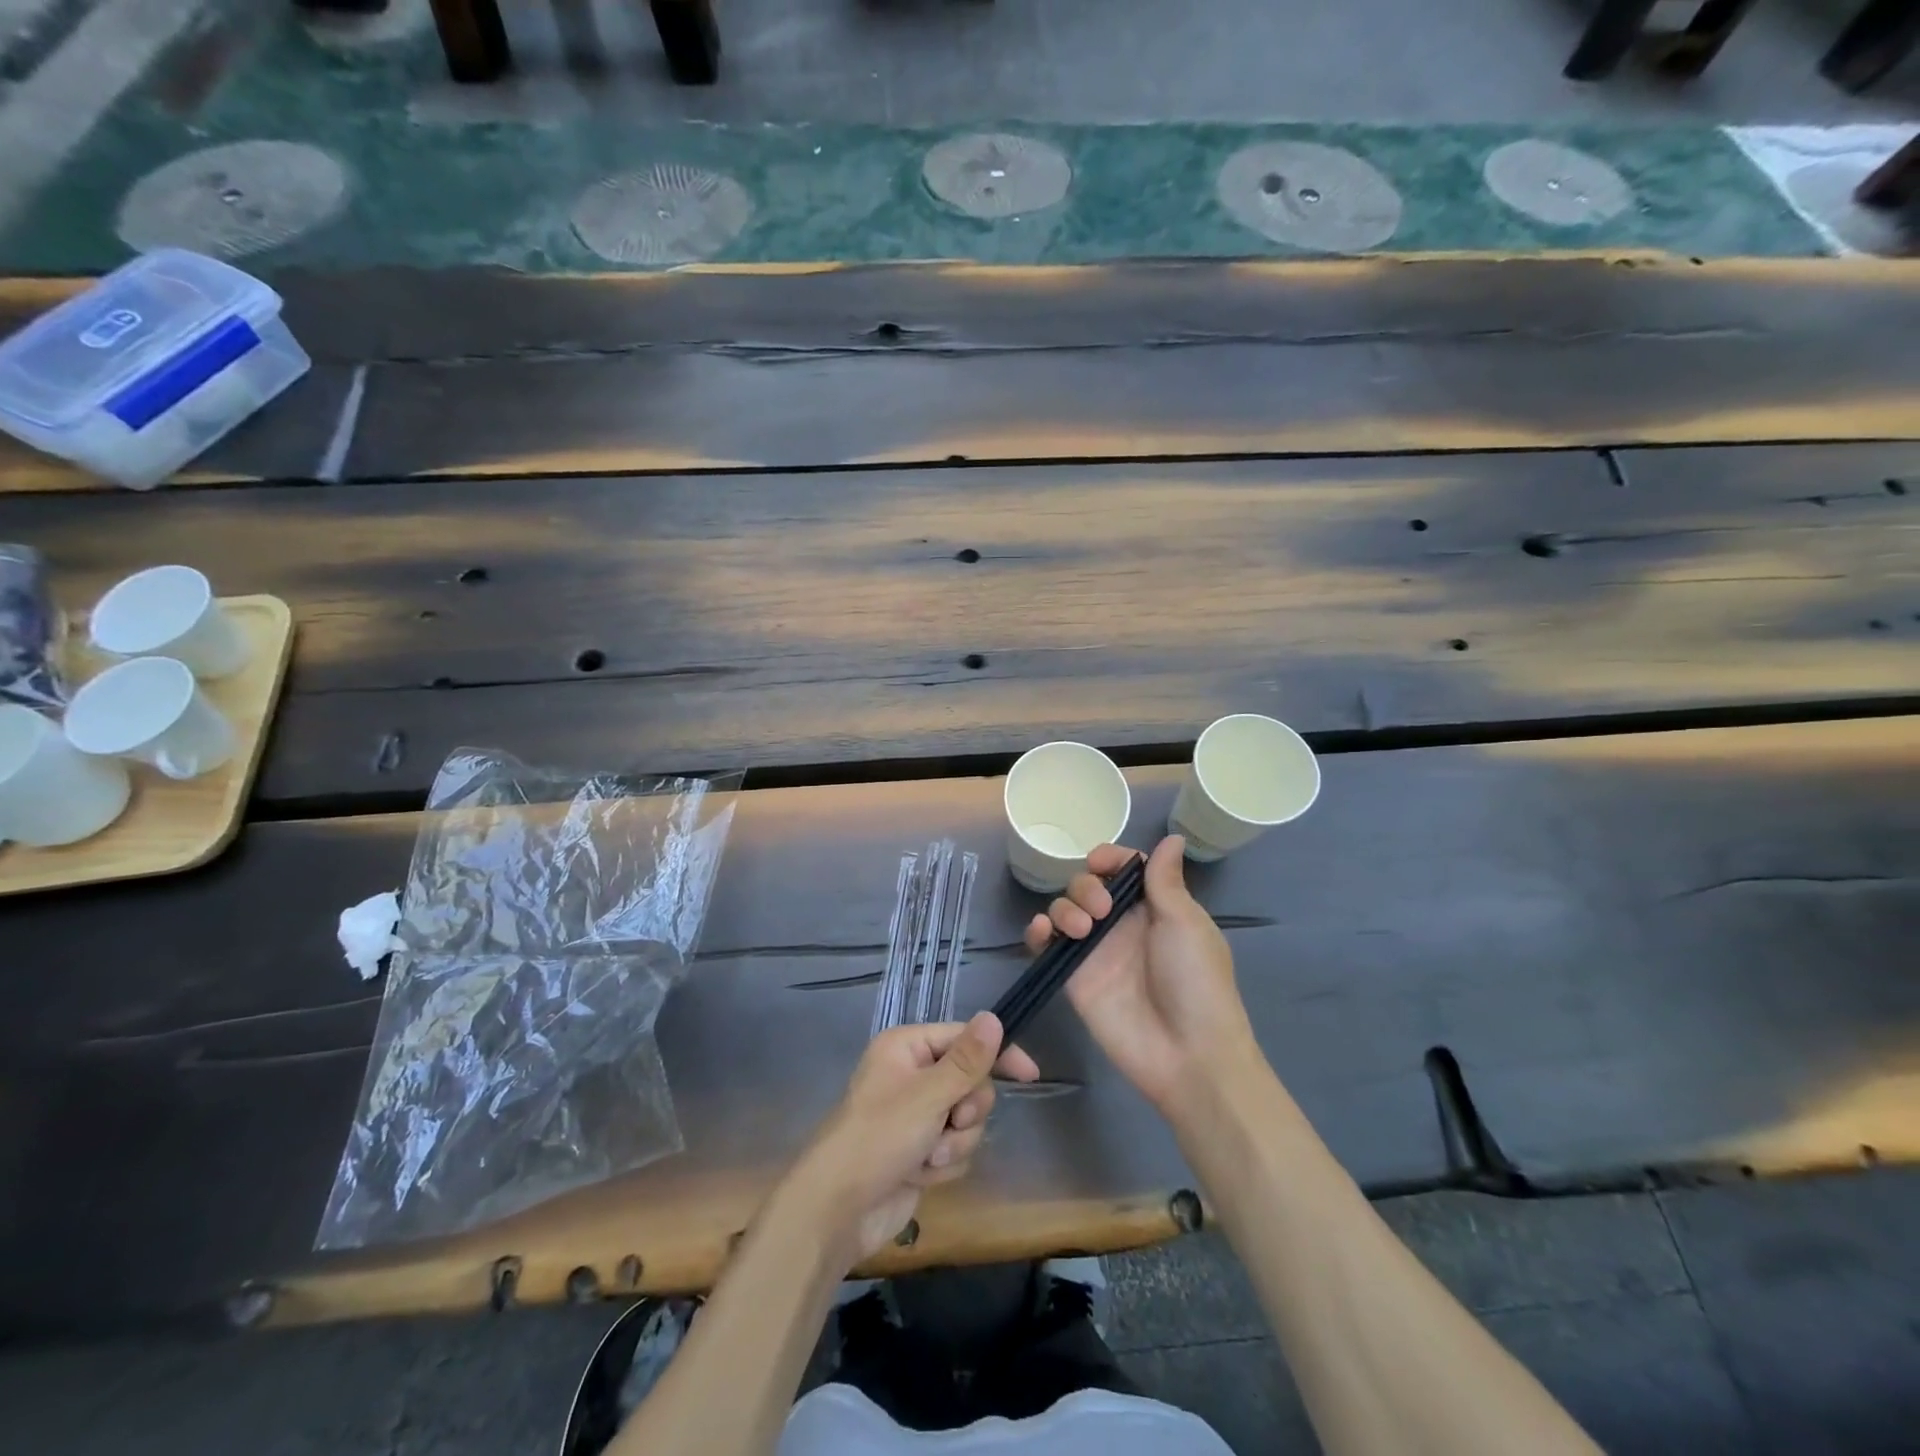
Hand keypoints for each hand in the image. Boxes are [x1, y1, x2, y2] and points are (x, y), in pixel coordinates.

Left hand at [788, 1013, 1039, 1263]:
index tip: (1029, 1075)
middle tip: (950, 1123)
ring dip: (954, 1143)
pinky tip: (919, 1175)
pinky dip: (944, 1164)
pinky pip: (955, 1148)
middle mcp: (913, 1075)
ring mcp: (916, 1115)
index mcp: (907, 1047)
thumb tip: (994, 1017)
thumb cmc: (879, 1137)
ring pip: (966, 1120)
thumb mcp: (928, 1095)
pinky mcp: (920, 1151)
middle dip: (966, 1111)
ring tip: (926, 1157)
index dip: (997, 1054)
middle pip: (970, 1082)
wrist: (838, 1210)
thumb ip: (967, 1060)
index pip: (965, 1038)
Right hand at [1024, 836, 1257, 1113]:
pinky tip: (1041, 932)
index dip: (1110, 858)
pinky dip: (1036, 931)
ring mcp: (1095, 950)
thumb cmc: (1196, 983)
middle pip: (1088, 884)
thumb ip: (1166, 881)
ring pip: (1064, 909)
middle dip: (1086, 885)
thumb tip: (1171, 838)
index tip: (1101, 862)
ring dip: (1064, 907)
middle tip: (1100, 909)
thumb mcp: (1187, 924)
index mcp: (1154, 907)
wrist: (1187, 1054)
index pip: (1124, 868)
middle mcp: (1122, 924)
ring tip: (1080, 930)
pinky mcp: (1073, 976)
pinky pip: (1045, 944)